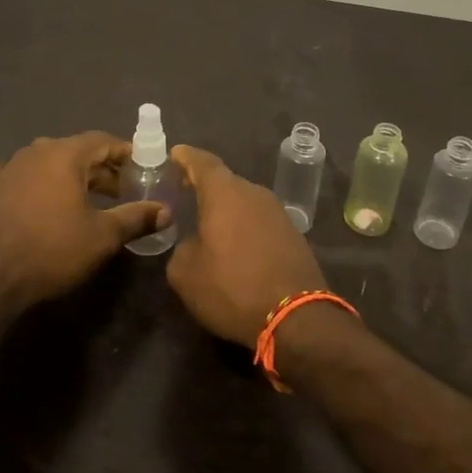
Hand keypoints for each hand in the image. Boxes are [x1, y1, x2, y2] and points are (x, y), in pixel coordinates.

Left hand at [0, 132, 168, 307]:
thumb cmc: (54, 249)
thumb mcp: (104, 235)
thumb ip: (136, 217)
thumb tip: (166, 211)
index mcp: (65, 154)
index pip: (102, 141)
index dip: (125, 153)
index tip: (141, 169)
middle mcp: (35, 151)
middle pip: (75, 150)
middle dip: (100, 168)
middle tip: (122, 192)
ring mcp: (8, 168)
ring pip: (45, 161)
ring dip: (67, 174)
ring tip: (84, 196)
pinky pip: (9, 174)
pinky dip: (22, 179)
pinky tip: (24, 191)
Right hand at [166, 145, 327, 347]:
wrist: (296, 318)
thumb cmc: (233, 288)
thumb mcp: (186, 274)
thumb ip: (181, 249)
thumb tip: (193, 244)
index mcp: (225, 193)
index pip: (202, 162)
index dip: (186, 157)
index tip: (175, 154)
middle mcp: (254, 194)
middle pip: (225, 181)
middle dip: (204, 186)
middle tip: (185, 192)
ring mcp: (278, 213)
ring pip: (244, 202)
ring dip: (226, 210)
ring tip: (208, 223)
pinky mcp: (294, 236)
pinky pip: (260, 222)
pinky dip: (245, 227)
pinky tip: (236, 246)